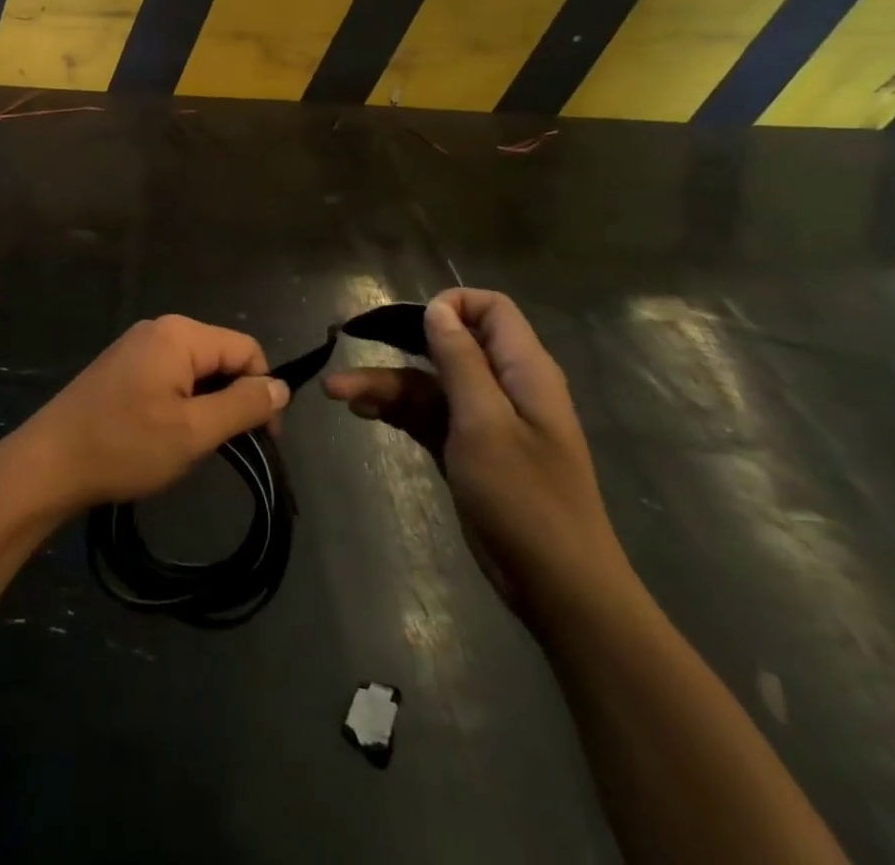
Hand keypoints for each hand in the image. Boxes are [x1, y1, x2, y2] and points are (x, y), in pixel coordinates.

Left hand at [5, 315, 289, 514]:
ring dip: (208, 404)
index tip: (266, 439)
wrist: (48, 463)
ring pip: (195, 369)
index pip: (246, 349)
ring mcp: (136, 346)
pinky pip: (169, 376)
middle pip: (220, 356)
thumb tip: (281, 387)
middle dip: (234, 397)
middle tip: (230, 447)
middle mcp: (159, 329)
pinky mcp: (121, 367)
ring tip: (197, 445)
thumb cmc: (124, 446)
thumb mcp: (193, 432)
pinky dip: (182, 402)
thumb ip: (243, 406)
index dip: (264, 390)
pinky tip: (168, 435)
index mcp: (179, 334)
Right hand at [324, 288, 633, 619]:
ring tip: (337, 394)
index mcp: (523, 370)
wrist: (556, 588)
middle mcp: (504, 387)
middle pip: (448, 345)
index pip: (491, 309)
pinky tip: (361, 413)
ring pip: (429, 384)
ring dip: (385, 384)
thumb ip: (461, 361)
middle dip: (399, 342)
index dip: (451, 305)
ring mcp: (484, 421)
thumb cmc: (524, 499)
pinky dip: (396, 412)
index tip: (410, 324)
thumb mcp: (485, 423)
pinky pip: (427, 417)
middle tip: (353, 342)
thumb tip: (438, 309)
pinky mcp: (467, 451)